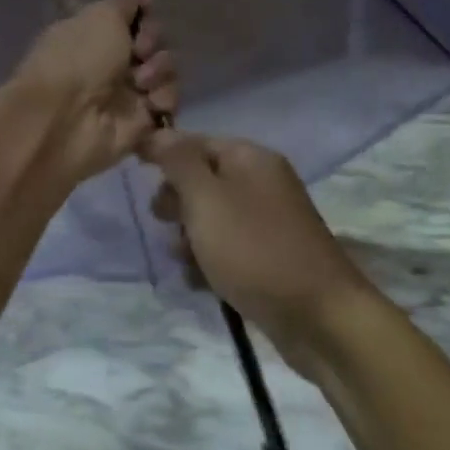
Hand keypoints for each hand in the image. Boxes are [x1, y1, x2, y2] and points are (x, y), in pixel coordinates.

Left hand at [6, 0, 177, 184]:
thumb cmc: (78, 59)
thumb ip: (121, 2)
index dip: (142, 11)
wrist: (65, 121)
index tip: (146, 7)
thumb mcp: (100, 18)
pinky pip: (167, 103)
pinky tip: (151, 103)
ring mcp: (125, 94)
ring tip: (142, 82)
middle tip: (140, 50)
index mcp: (92, 33)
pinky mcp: (140, 123)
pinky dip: (164, 99)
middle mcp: (108, 62)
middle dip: (152, 41)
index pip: (129, 17)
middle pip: (151, 43)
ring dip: (160, 71)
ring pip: (164, 72)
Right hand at [145, 132, 372, 362]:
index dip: (163, 153)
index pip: (196, 141)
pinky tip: (200, 282)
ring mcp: (267, 223)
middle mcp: (261, 183)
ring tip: (185, 260)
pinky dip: (209, 263)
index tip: (132, 172)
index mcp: (251, 159)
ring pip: (209, 219)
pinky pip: (226, 250)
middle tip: (165, 223)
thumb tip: (158, 134)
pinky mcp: (267, 258)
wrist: (317, 316)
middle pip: (202, 180)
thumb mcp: (206, 199)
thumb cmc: (254, 249)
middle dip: (176, 202)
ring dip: (188, 239)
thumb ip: (178, 162)